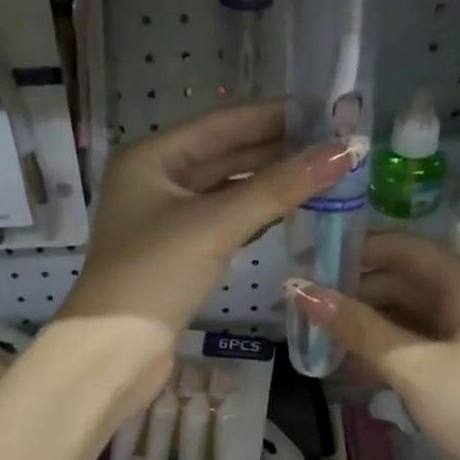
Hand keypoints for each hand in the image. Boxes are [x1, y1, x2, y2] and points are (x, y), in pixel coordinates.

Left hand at [57, 104, 359, 399]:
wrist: (115, 350)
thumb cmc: (156, 273)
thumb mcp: (217, 224)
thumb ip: (279, 187)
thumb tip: (344, 151)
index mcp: (150, 158)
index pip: (221, 125)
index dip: (273, 116)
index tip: (323, 109)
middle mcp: (154, 181)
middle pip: (223, 156)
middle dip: (275, 150)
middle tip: (333, 142)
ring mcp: (163, 220)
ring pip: (224, 192)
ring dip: (268, 184)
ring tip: (321, 172)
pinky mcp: (176, 255)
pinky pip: (222, 223)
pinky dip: (253, 216)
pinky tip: (288, 211)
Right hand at [286, 232, 459, 459]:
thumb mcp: (412, 365)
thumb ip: (356, 326)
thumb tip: (299, 291)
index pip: (399, 248)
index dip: (350, 253)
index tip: (303, 267)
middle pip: (400, 279)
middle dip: (351, 292)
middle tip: (298, 309)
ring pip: (404, 313)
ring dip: (362, 324)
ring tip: (313, 336)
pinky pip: (414, 342)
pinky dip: (382, 349)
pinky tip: (346, 364)